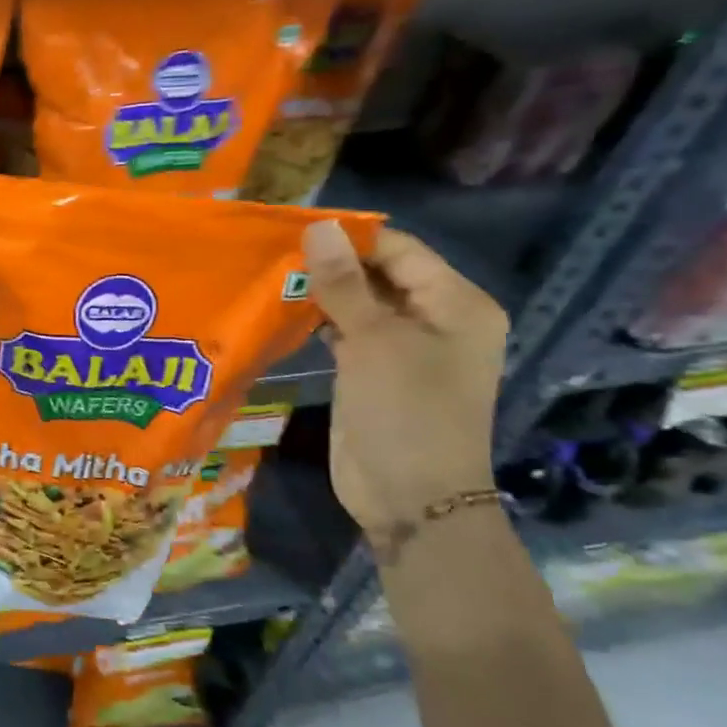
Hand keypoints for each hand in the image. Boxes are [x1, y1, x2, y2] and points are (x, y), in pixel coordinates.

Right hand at [302, 221, 505, 545]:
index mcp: (456, 304)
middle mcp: (435, 319)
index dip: (350, 238)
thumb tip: (318, 227)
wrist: (411, 499)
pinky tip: (282, 311)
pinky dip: (319, 320)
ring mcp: (403, 348)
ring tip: (270, 275)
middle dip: (331, 264)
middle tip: (274, 252)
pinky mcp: (373, 371)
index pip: (400, 251)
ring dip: (321, 292)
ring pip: (358, 303)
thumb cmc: (406, 413)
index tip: (294, 230)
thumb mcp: (374, 342)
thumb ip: (343, 283)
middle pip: (379, 275)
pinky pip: (346, 332)